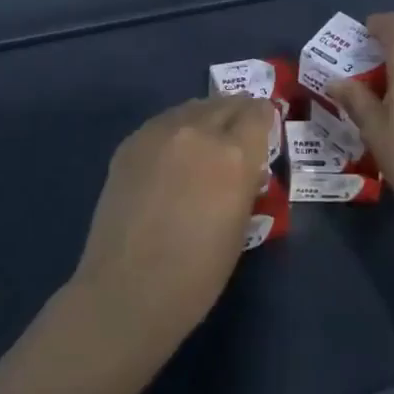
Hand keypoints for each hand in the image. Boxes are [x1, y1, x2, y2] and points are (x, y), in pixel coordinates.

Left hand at [70, 94, 274, 361]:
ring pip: (193, 107)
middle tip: (239, 133)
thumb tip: (246, 165)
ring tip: (206, 139)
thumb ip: (245, 182)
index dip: (265, 118)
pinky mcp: (131, 141)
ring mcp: (160, 132)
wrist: (127, 290)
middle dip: (238, 113)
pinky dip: (177, 129)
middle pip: (226, 103)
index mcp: (234, 155)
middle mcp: (198, 131)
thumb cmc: (197, 274)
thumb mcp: (240, 227)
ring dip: (206, 117)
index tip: (265, 128)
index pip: (258, 112)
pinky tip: (173, 153)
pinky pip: (164, 122)